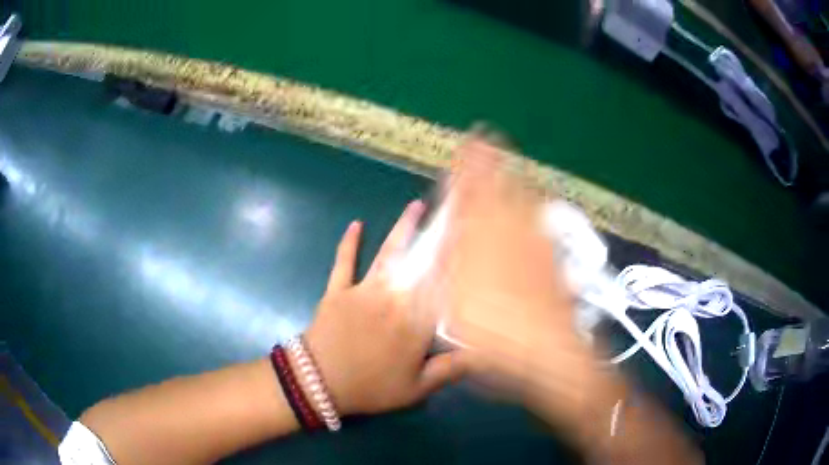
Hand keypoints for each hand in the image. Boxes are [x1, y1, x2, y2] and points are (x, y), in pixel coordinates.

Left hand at [304, 201, 460, 415]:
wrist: (318, 383)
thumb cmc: (370, 388)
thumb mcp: (415, 389)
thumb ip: (449, 369)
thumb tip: (482, 353)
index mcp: (415, 323)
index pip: (444, 286)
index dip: (460, 259)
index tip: (473, 237)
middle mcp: (394, 299)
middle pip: (420, 262)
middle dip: (439, 234)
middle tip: (452, 210)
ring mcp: (364, 291)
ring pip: (387, 254)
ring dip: (402, 228)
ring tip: (415, 206)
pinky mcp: (338, 290)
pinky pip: (344, 262)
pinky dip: (349, 243)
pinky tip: (355, 224)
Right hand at [434, 137, 604, 423]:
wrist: (550, 353)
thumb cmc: (496, 336)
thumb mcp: (457, 308)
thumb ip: (450, 268)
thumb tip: (445, 238)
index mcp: (479, 248)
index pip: (466, 199)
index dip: (462, 172)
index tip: (460, 149)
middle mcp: (508, 237)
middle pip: (495, 189)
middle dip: (487, 160)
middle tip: (484, 136)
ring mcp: (534, 243)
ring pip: (520, 198)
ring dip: (510, 173)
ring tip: (504, 152)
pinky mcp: (552, 256)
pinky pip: (539, 216)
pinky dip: (532, 199)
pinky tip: (532, 195)